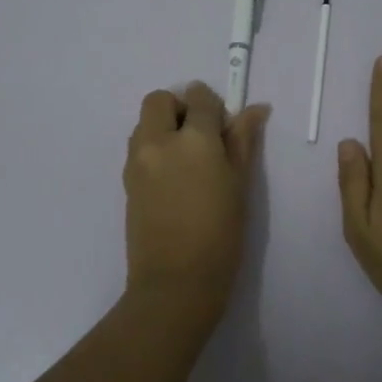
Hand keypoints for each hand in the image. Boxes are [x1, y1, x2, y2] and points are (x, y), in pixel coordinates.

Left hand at [123, 82, 269, 320]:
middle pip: (159, 100)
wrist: (176, 283)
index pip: (200, 98)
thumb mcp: (240, 185)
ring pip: (144, 122)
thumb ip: (243, 141)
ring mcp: (137, 161)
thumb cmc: (220, 235)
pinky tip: (173, 180)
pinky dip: (154, 149)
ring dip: (163, 127)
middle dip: (180, 108)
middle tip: (201, 138)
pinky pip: (138, 148)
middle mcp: (158, 142)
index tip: (224, 126)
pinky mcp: (126, 181)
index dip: (213, 105)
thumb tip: (255, 109)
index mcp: (193, 140)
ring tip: (186, 162)